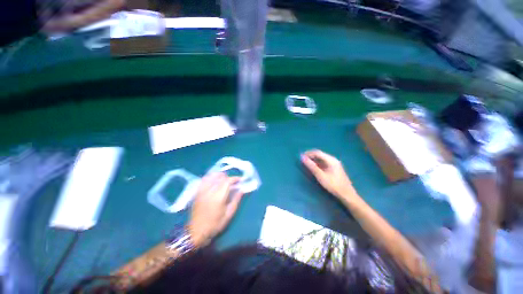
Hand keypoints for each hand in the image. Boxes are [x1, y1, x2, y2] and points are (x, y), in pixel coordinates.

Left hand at [187, 173, 243, 246]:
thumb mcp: (229, 214)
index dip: (235, 178)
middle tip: (234, 182)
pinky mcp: (197, 192)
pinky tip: (214, 180)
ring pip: (212, 176)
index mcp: (218, 197)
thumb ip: (236, 200)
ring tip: (225, 179)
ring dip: (220, 175)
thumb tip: (242, 190)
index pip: (228, 181)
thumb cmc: (215, 224)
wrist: (196, 231)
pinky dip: (211, 177)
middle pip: (220, 177)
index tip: (240, 180)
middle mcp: (210, 191)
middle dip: (229, 177)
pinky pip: (204, 179)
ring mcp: (202, 190)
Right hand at [301, 150, 354, 199]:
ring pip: (321, 158)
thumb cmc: (333, 185)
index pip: (317, 152)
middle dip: (310, 156)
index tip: (300, 156)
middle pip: (320, 154)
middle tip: (302, 160)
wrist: (347, 195)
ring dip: (313, 160)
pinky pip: (324, 162)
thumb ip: (311, 166)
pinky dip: (317, 163)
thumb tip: (302, 157)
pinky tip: (314, 167)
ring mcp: (334, 163)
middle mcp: (333, 159)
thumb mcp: (320, 176)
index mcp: (331, 160)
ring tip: (306, 163)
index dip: (308, 153)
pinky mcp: (334, 168)